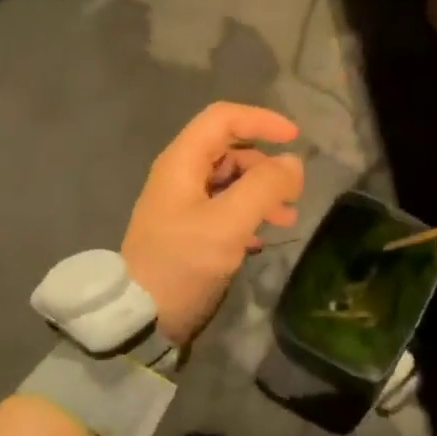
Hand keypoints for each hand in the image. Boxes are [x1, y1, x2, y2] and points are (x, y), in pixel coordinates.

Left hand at [122, 102, 303, 346]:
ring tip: (287, 219)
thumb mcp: (228, 224)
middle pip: (231, 149)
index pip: (224, 118)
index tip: (295, 139)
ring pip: (231, 180)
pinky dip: (249, 214)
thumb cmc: (182, 262)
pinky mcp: (188, 229)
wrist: (141, 317)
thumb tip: (294, 163)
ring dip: (262, 192)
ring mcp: (182, 203)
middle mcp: (180, 175)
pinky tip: (262, 239)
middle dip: (266, 165)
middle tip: (294, 192)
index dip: (261, 120)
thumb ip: (264, 187)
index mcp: (182, 162)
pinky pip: (225, 207)